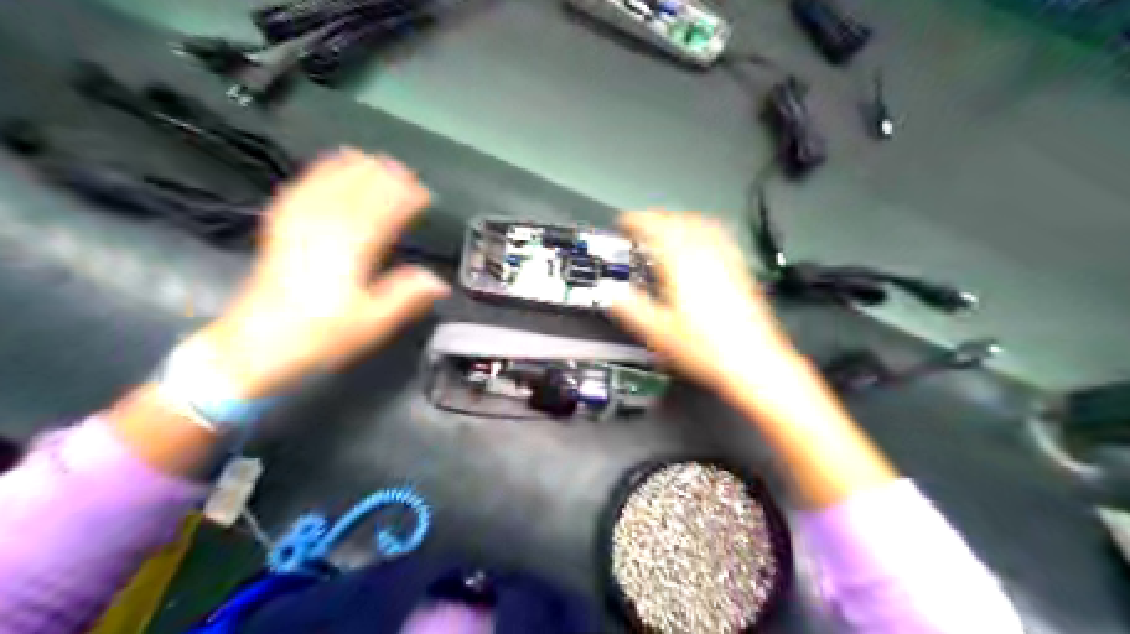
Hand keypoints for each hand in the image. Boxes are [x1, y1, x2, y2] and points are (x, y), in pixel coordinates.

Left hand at [194, 148, 444, 395]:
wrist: (255, 345)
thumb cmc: (319, 336)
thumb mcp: (370, 324)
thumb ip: (406, 297)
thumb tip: (439, 281)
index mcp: (351, 250)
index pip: (383, 211)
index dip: (405, 198)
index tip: (424, 193)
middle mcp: (324, 229)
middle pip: (357, 191)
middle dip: (383, 177)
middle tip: (405, 172)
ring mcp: (298, 226)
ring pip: (328, 185)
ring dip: (352, 170)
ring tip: (371, 160)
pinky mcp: (280, 230)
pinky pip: (300, 191)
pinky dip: (316, 175)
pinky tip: (324, 170)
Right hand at [610, 208, 803, 403]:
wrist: (752, 362)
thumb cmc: (707, 349)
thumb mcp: (658, 333)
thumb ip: (631, 309)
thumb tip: (612, 293)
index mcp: (681, 265)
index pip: (656, 228)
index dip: (636, 221)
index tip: (624, 223)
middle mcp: (706, 257)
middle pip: (679, 220)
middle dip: (657, 218)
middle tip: (641, 225)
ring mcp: (727, 262)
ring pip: (702, 225)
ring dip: (681, 220)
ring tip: (668, 227)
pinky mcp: (741, 272)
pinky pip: (722, 238)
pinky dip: (705, 231)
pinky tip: (704, 243)